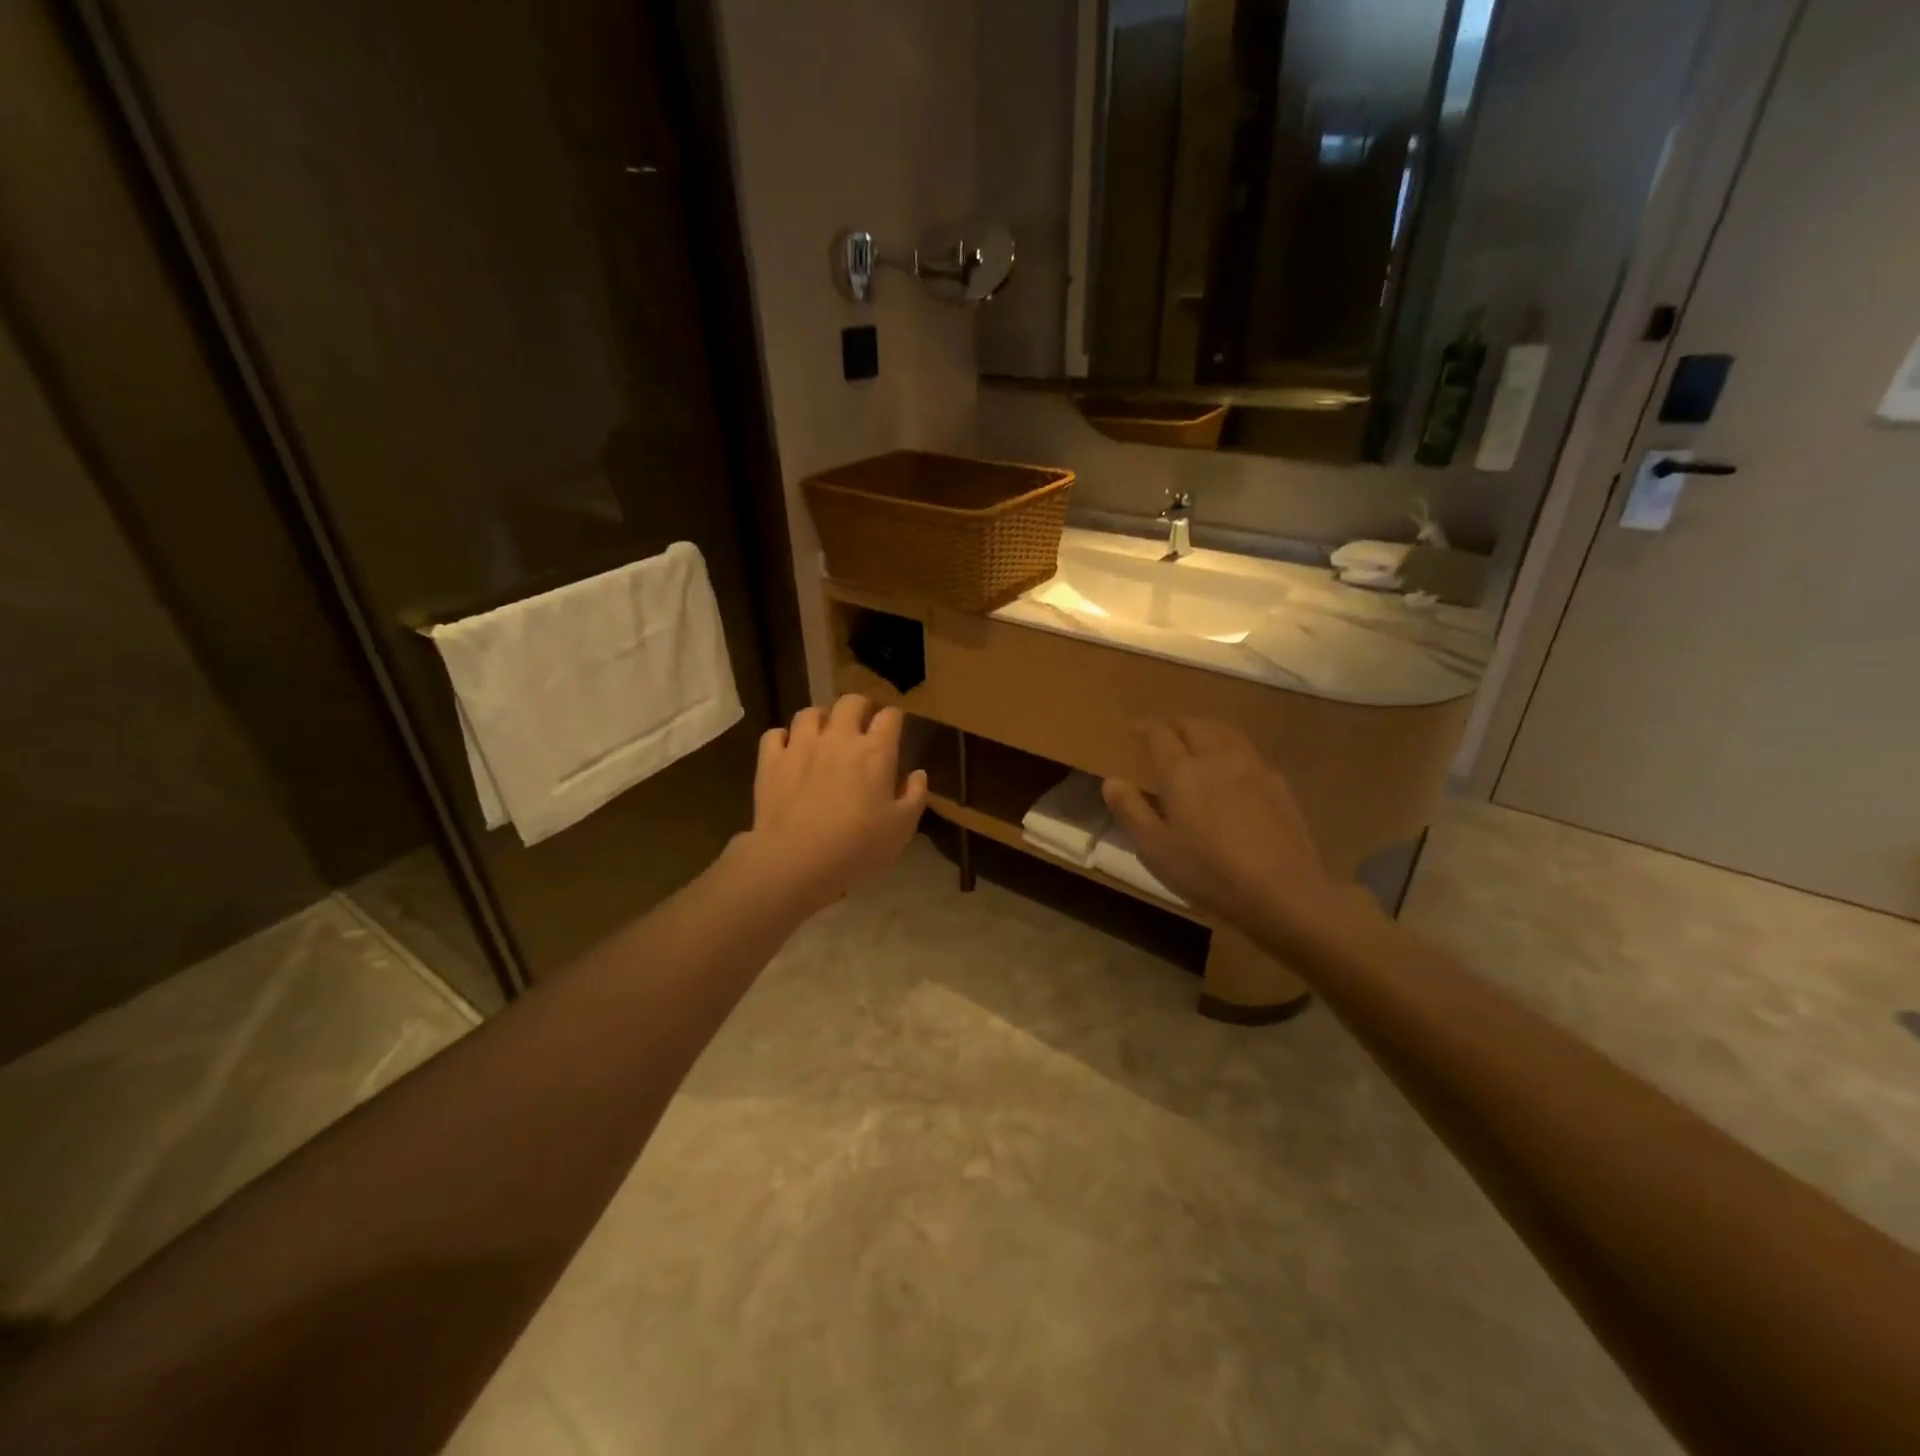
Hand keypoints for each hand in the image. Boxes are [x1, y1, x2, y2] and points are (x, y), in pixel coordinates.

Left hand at [738, 694, 929, 913]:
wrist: (797, 860)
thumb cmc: (858, 846)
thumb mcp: (902, 828)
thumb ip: (914, 796)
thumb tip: (918, 774)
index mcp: (875, 751)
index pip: (890, 716)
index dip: (894, 718)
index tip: (895, 728)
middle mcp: (838, 738)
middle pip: (850, 702)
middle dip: (860, 707)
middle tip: (862, 724)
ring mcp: (801, 746)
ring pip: (810, 713)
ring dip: (821, 719)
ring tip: (824, 733)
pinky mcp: (770, 760)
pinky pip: (775, 734)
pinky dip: (784, 738)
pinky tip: (789, 751)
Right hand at [1102, 719, 1368, 950]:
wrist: (1282, 893)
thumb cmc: (1208, 873)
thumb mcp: (1155, 849)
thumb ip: (1131, 811)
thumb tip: (1112, 781)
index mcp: (1182, 772)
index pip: (1161, 735)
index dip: (1147, 728)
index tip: (1136, 727)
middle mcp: (1217, 759)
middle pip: (1196, 726)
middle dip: (1176, 723)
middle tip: (1165, 730)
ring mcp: (1253, 769)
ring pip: (1226, 732)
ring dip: (1206, 728)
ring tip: (1197, 736)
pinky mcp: (1278, 785)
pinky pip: (1249, 751)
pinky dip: (1231, 746)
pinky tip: (1232, 765)